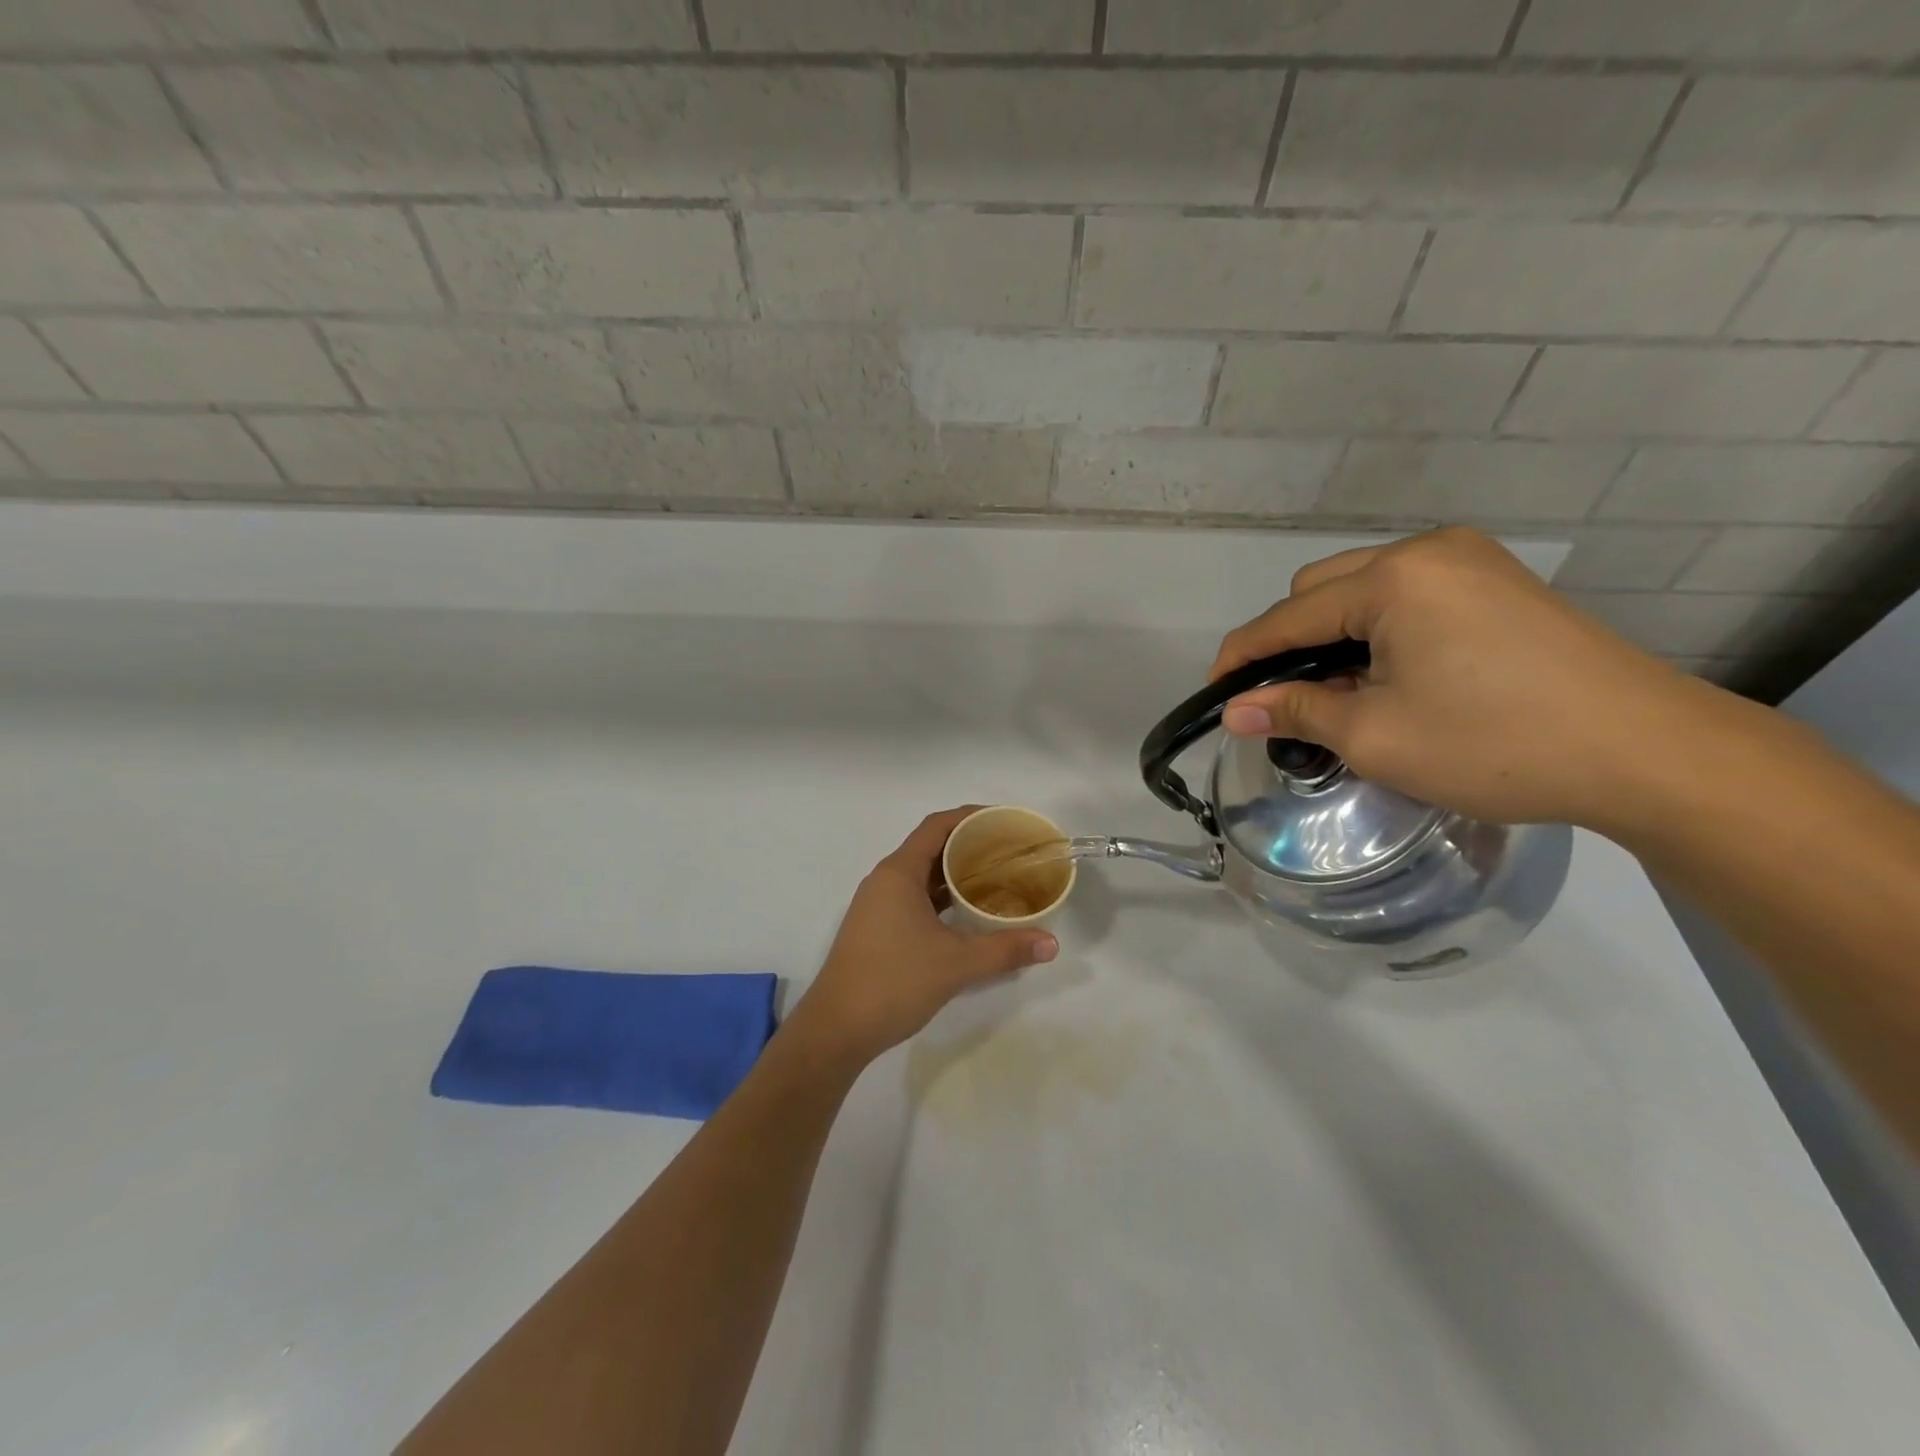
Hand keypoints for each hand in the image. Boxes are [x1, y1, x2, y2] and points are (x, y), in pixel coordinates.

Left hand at [787, 808, 1058, 1067]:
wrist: (837, 1029)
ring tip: (996, 878)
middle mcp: (885, 880)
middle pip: (931, 847)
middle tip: (1009, 852)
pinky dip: (942, 898)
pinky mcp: (877, 928)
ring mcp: (878, 905)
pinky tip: (967, 913)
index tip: (1004, 821)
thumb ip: (1005, 950)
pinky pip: (915, 898)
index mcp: (898, 873)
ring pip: (922, 876)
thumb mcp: (956, 964)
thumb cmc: (894, 981)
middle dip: (969, 846)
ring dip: (955, 874)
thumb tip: (1051, 943)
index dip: (970, 817)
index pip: (936, 826)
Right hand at [1210, 527, 1717, 831]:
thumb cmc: (1494, 743)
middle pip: (1320, 589)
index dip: (1242, 658)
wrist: (1647, 752)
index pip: (1286, 616)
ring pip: (1362, 590)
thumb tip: (1235, 711)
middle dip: (1291, 643)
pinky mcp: (1498, 582)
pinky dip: (1378, 632)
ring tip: (1342, 694)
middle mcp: (1427, 551)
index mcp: (1393, 578)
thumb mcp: (1375, 736)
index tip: (1215, 697)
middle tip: (1290, 703)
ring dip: (1334, 637)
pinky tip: (1391, 675)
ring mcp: (1470, 561)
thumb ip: (1294, 711)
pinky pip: (1407, 596)